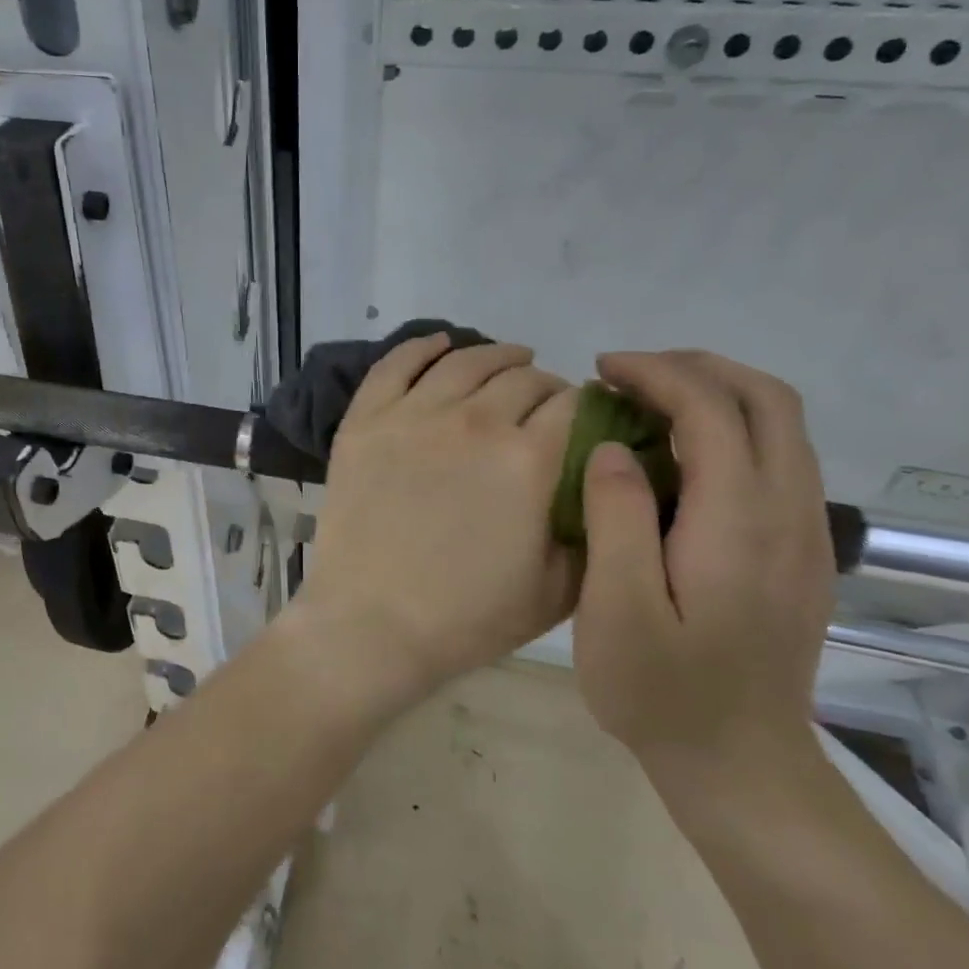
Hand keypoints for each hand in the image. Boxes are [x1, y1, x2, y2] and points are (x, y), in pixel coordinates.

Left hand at [288, 334, 579, 708]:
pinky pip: (396, 364)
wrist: (372, 624)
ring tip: (510, 359)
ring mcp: (412, 414)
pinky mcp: (365, 420)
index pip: (573, 405)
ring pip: (465, 360)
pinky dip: (422, 346)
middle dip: (546, 386)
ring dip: (496, 355)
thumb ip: (590, 522)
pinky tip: (440, 343)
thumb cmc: (468, 617)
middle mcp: (474, 420)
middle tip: (545, 404)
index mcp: (529, 459)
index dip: (587, 407)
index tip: (586, 420)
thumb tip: (603, 476)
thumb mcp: (559, 586)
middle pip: (523, 378)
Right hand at [571, 351, 834, 780]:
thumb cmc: (663, 692)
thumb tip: (613, 448)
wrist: (740, 765)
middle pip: (768, 401)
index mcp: (739, 523)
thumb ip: (616, 519)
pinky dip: (732, 429)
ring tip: (647, 402)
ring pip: (783, 426)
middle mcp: (788, 514)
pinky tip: (680, 456)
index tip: (602, 371)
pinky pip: (780, 459)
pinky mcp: (801, 552)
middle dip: (696, 367)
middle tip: (628, 374)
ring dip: (717, 393)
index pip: (712, 410)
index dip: (657, 374)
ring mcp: (805, 534)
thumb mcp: (617, 611)